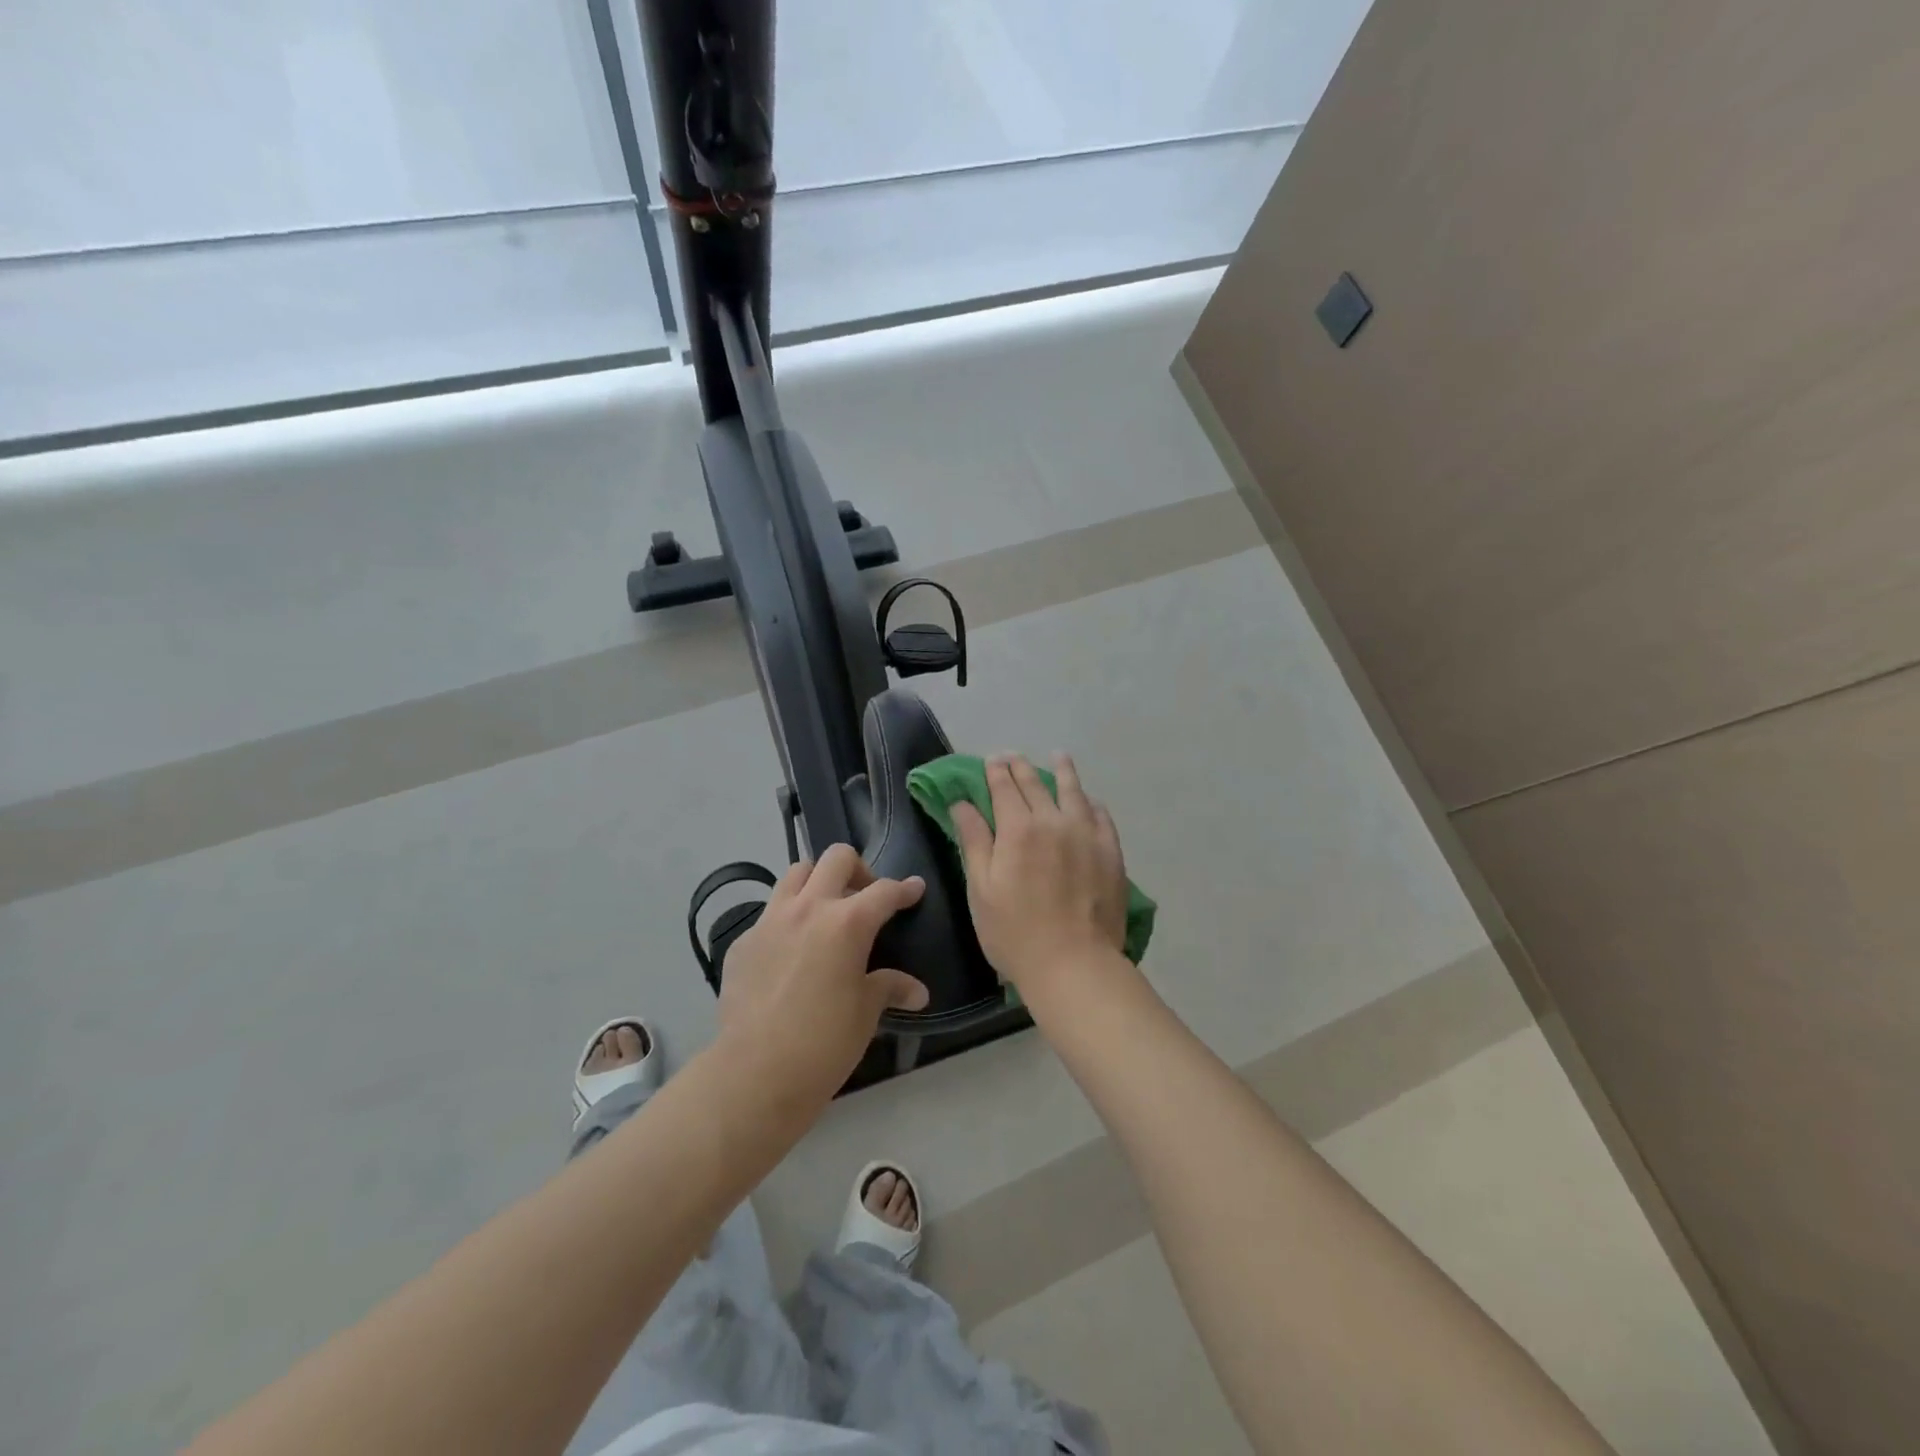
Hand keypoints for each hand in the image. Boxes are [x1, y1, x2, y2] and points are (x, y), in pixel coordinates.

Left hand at [715, 844, 929, 1107]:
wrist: (756, 1072)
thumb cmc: (825, 1042)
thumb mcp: (866, 1012)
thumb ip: (889, 988)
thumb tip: (917, 992)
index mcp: (847, 922)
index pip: (884, 891)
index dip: (905, 889)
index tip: (914, 888)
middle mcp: (808, 909)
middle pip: (836, 859)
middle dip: (858, 869)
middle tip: (865, 896)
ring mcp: (770, 921)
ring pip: (795, 873)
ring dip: (816, 882)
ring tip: (825, 911)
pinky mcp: (743, 942)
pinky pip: (769, 914)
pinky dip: (786, 920)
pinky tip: (790, 952)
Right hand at [952, 754, 1129, 993]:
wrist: (1074, 964)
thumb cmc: (1015, 932)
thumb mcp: (981, 888)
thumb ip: (974, 840)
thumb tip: (961, 802)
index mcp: (1018, 829)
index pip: (1005, 787)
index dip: (996, 771)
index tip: (992, 759)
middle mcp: (1053, 821)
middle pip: (1036, 784)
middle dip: (1021, 767)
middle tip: (1014, 757)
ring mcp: (1087, 834)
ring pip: (1073, 792)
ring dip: (1063, 771)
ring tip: (1059, 756)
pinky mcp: (1111, 852)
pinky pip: (1101, 815)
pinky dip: (1090, 802)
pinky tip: (1088, 800)